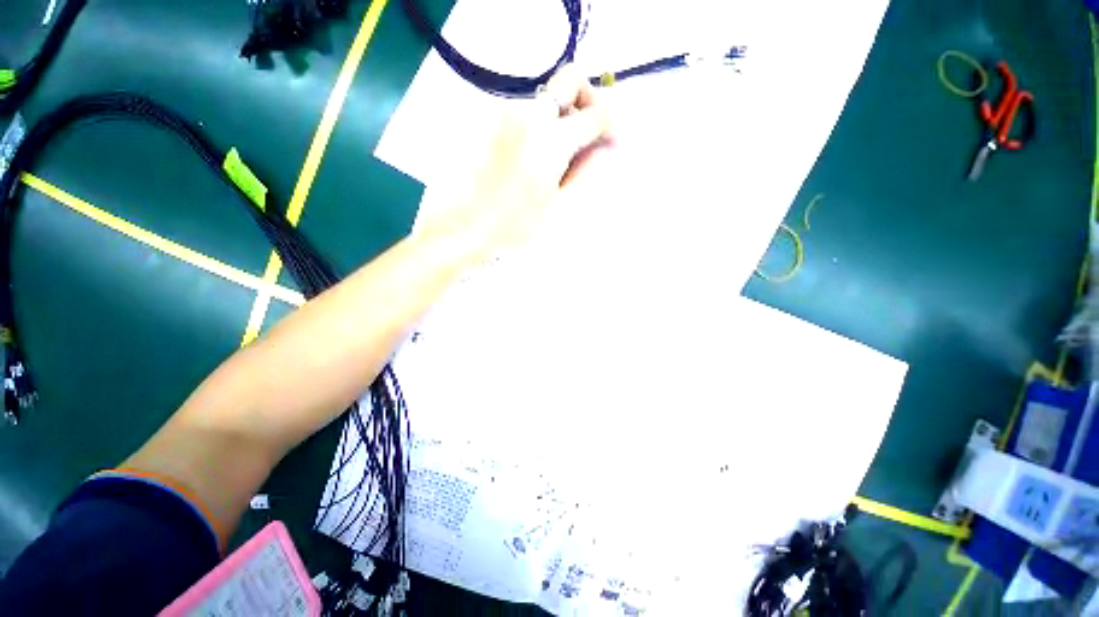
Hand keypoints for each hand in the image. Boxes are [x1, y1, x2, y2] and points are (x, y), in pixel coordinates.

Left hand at [421, 65, 612, 263]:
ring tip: (551, 160)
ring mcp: (500, 114)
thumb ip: (584, 173)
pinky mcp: (482, 122)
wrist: (457, 232)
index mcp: (550, 140)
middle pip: (569, 81)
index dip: (611, 124)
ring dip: (557, 119)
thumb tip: (605, 149)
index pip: (595, 114)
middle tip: (586, 131)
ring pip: (541, 100)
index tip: (612, 140)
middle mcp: (526, 115)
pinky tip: (524, 160)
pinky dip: (533, 128)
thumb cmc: (511, 230)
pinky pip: (518, 115)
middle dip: (587, 100)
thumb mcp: (556, 209)